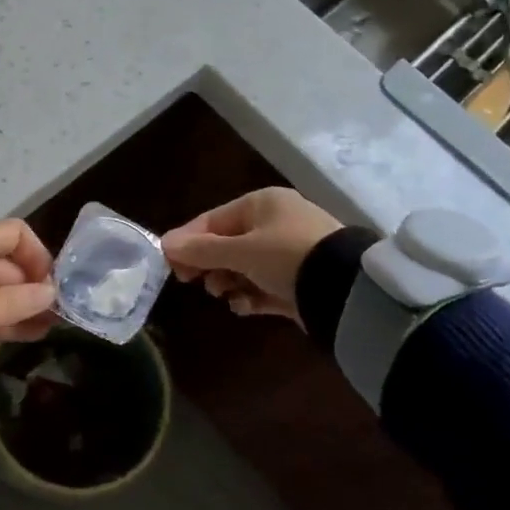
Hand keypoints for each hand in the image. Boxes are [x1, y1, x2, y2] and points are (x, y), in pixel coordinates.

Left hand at [0, 219, 57, 366]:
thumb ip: (17, 303)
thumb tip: (51, 293)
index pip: (15, 233)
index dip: (38, 255)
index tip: (50, 285)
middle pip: (9, 264)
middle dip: (35, 288)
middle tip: (58, 316)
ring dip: (22, 307)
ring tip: (50, 329)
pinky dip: (2, 318)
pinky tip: (28, 335)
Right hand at [161, 187, 340, 322]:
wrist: (345, 289)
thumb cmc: (286, 256)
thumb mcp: (239, 251)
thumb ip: (201, 250)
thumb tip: (164, 243)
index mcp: (261, 203)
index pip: (212, 220)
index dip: (188, 241)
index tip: (171, 266)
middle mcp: (276, 222)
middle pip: (227, 244)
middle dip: (210, 264)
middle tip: (194, 283)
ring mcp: (290, 252)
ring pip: (245, 267)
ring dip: (229, 281)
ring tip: (225, 295)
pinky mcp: (301, 280)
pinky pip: (265, 286)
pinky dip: (251, 296)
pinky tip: (245, 306)